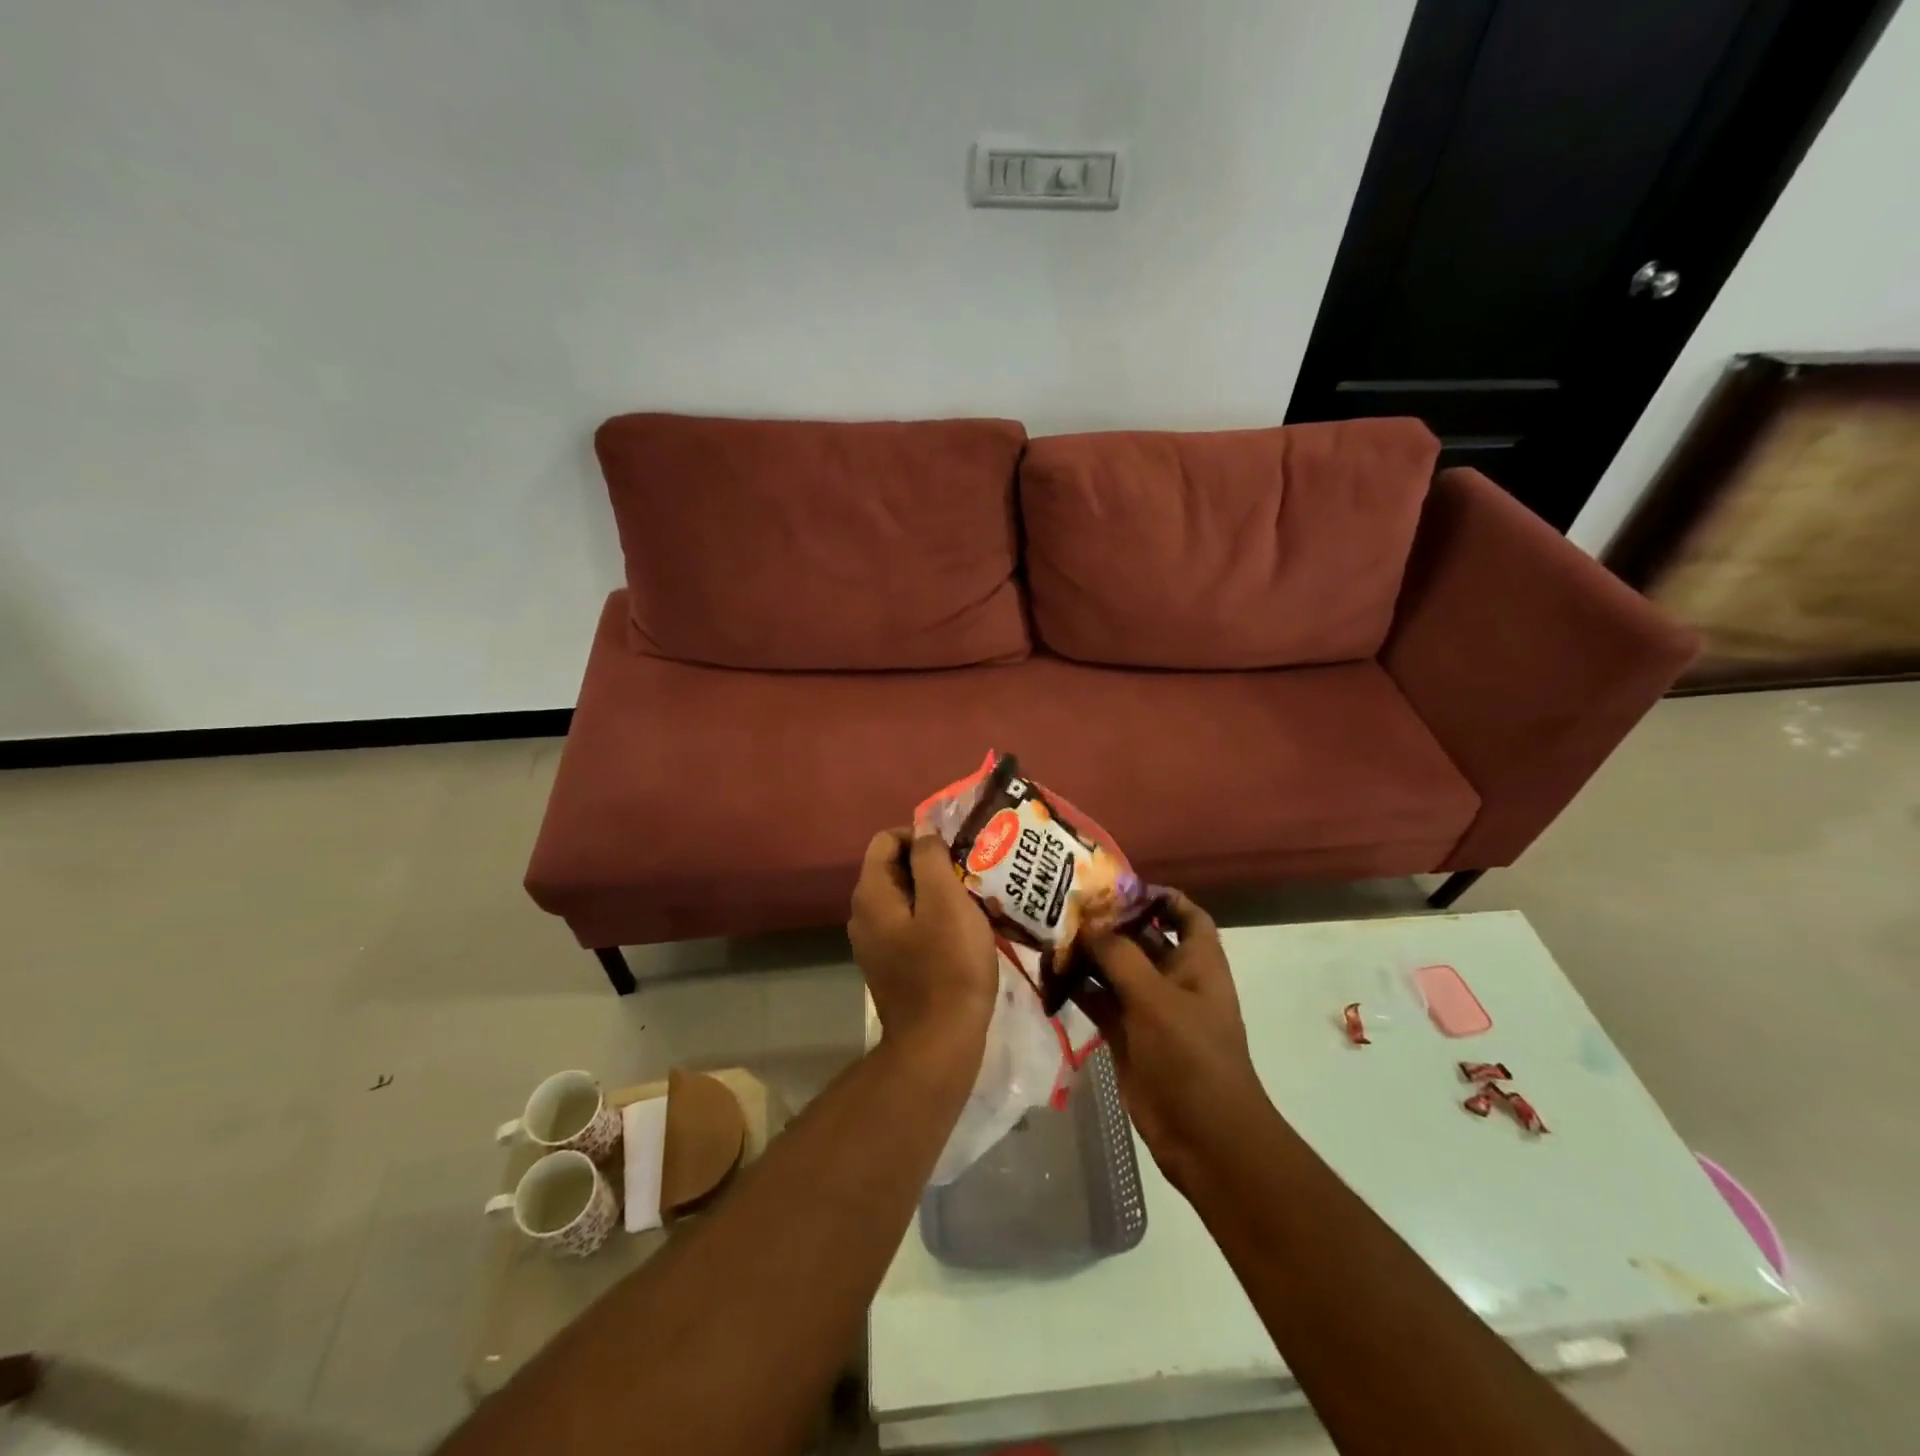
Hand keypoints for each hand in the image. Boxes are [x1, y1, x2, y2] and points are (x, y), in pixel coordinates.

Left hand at [848, 827, 996, 1060]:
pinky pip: (909, 925)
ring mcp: (874, 943)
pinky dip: (933, 919)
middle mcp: (863, 915)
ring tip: (972, 901)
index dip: (921, 836)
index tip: (956, 851)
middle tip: (969, 874)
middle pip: (894, 868)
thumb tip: (923, 831)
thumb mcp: (946, 902)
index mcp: (871, 894)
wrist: (938, 1044)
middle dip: (931, 864)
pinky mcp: (890, 965)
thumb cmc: (947, 967)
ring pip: (905, 898)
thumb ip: (930, 859)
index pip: (886, 840)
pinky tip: (962, 932)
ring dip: (936, 893)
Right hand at [1074, 892, 1271, 1190]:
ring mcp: (1149, 1008)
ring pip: (1115, 970)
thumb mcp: (1156, 998)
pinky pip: (1099, 1001)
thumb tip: (1090, 923)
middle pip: (1142, 938)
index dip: (1159, 896)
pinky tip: (1049, 975)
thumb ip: (1121, 956)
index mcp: (1198, 962)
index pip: (1185, 915)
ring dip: (1088, 955)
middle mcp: (1174, 979)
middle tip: (1066, 904)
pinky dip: (1078, 988)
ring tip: (1049, 934)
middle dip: (1109, 922)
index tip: (1118, 885)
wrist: (1203, 1136)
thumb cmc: (1191, 1056)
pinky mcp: (1127, 1035)